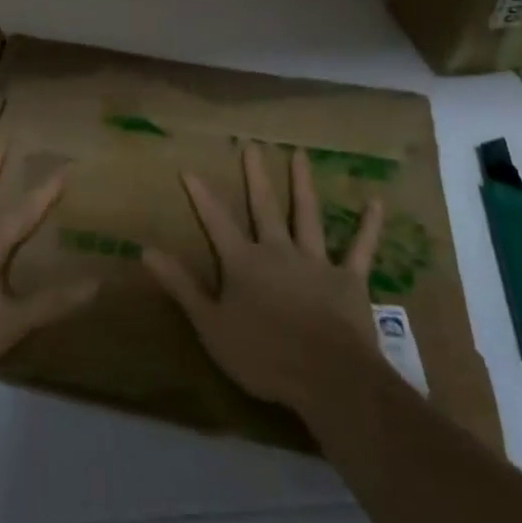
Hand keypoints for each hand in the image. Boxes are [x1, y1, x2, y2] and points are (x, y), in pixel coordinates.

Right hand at [143, 145, 388, 425]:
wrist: (329, 377)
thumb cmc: (264, 356)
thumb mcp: (210, 325)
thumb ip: (181, 286)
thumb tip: (146, 250)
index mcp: (244, 263)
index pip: (216, 222)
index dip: (201, 195)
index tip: (189, 168)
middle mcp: (278, 251)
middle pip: (264, 207)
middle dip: (256, 176)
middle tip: (252, 145)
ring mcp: (316, 262)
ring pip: (307, 215)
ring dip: (303, 184)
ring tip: (300, 154)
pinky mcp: (349, 279)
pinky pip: (360, 248)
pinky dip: (367, 226)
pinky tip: (375, 202)